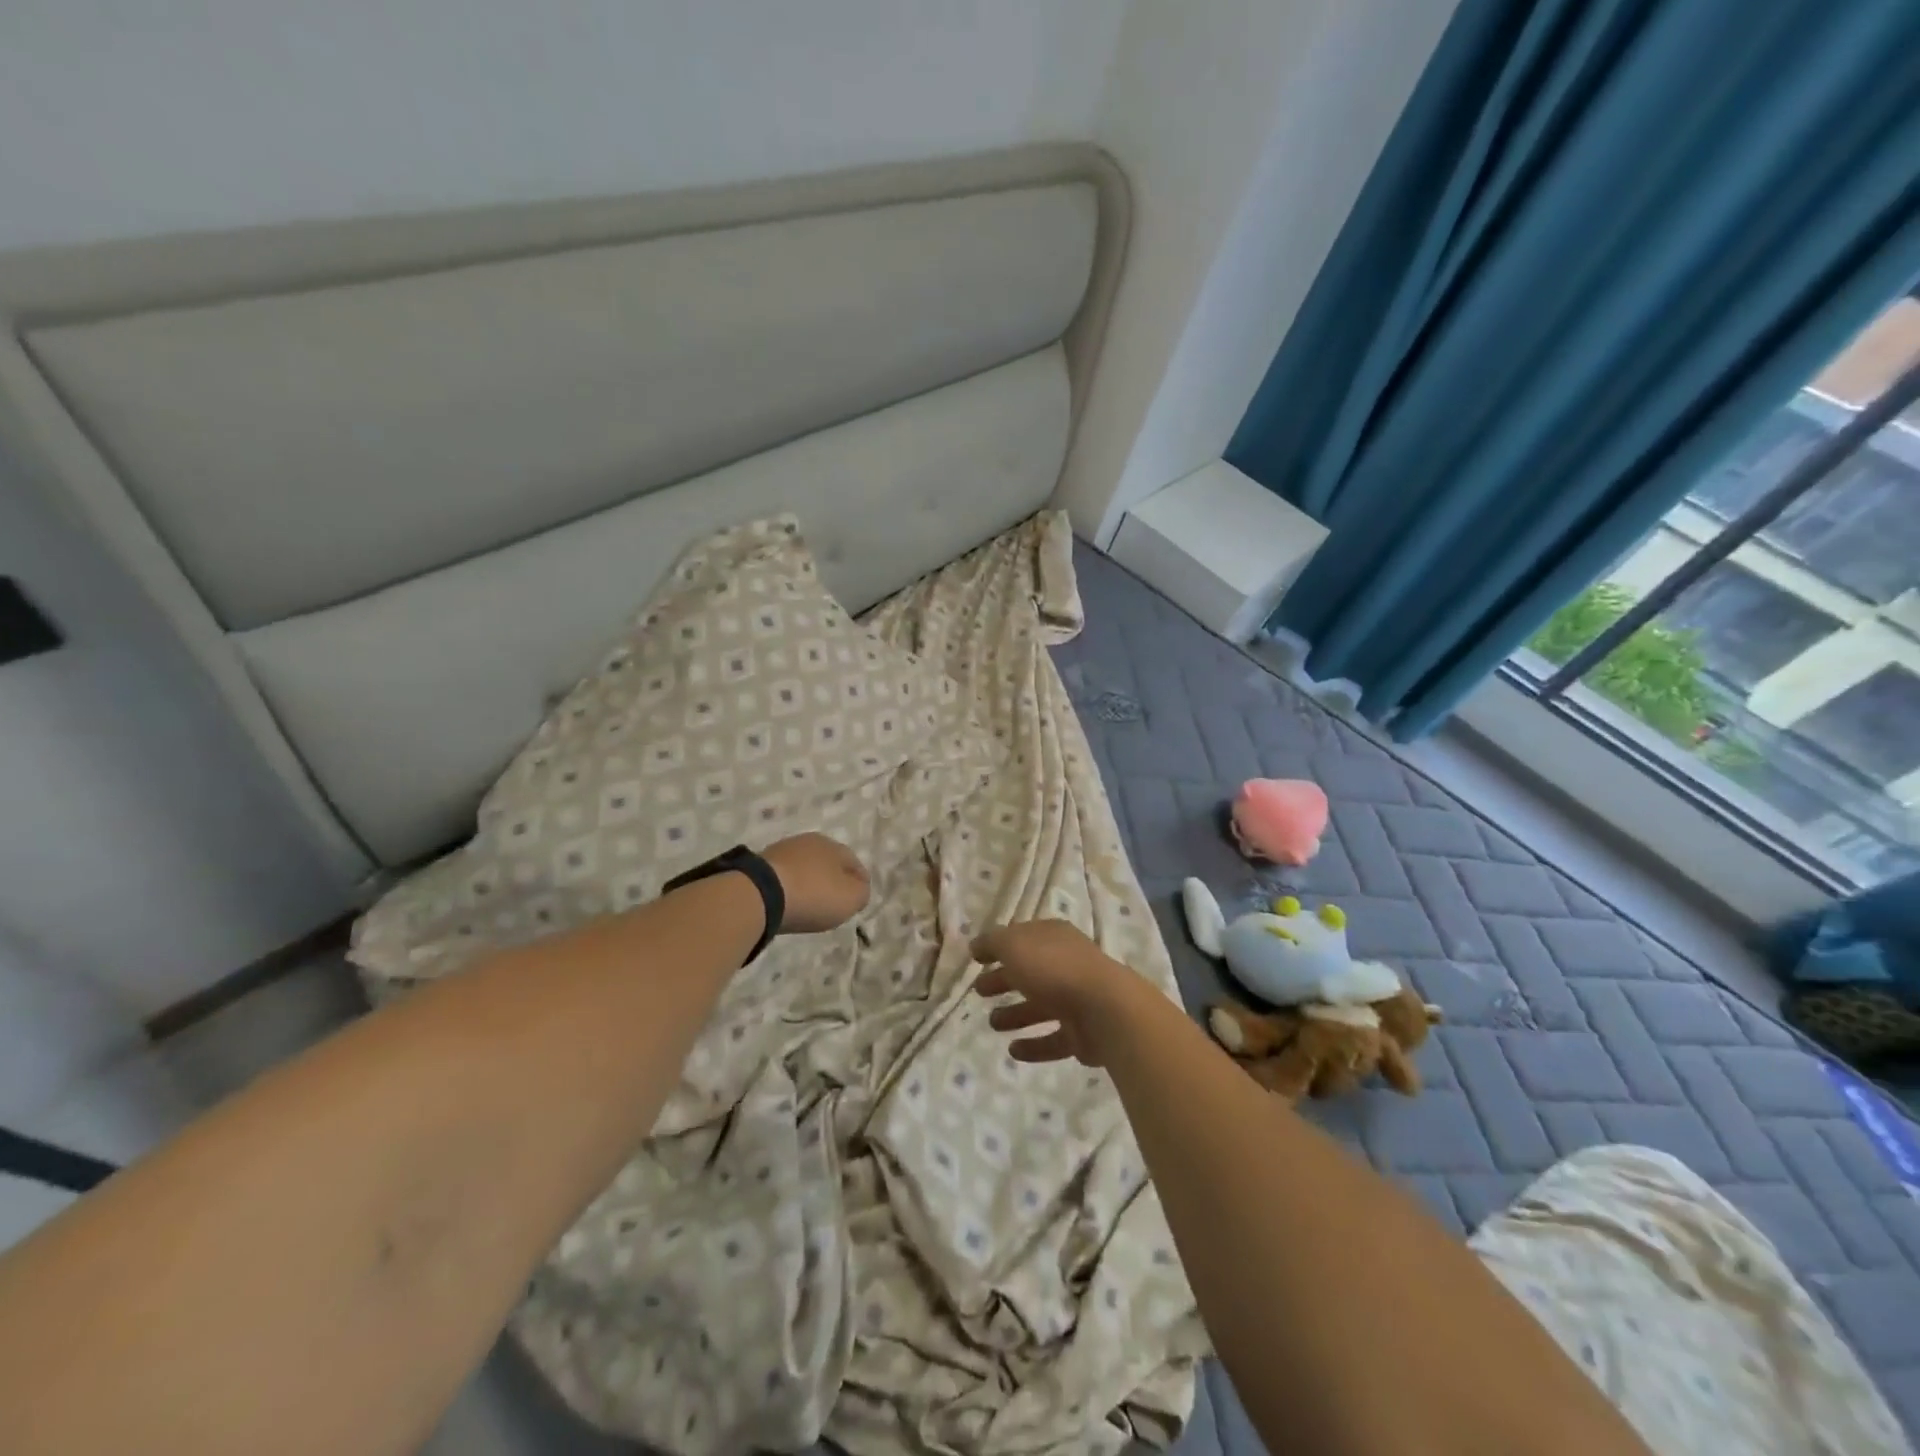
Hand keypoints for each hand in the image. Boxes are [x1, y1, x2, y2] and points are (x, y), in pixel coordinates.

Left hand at [760, 833, 870, 933]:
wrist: (758, 894)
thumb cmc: (813, 895)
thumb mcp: (850, 899)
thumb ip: (861, 893)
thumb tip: (858, 889)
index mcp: (834, 845)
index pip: (854, 863)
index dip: (859, 882)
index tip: (858, 900)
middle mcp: (809, 841)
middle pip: (828, 862)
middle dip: (833, 879)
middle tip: (834, 901)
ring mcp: (782, 850)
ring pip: (804, 868)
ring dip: (809, 882)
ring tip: (808, 904)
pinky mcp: (759, 864)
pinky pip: (783, 877)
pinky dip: (789, 888)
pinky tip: (787, 902)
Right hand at [969, 920, 1149, 1065]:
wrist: (1105, 1009)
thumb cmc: (1054, 968)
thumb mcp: (1013, 945)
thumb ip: (992, 943)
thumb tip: (977, 945)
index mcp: (1053, 937)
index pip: (1022, 938)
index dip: (1000, 946)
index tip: (977, 959)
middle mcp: (1067, 964)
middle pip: (1030, 972)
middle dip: (1004, 980)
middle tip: (979, 991)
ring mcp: (1078, 1000)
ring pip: (1041, 1006)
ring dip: (1016, 1014)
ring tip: (993, 1023)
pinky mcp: (1083, 1034)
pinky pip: (1053, 1040)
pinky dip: (1034, 1045)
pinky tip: (1013, 1051)